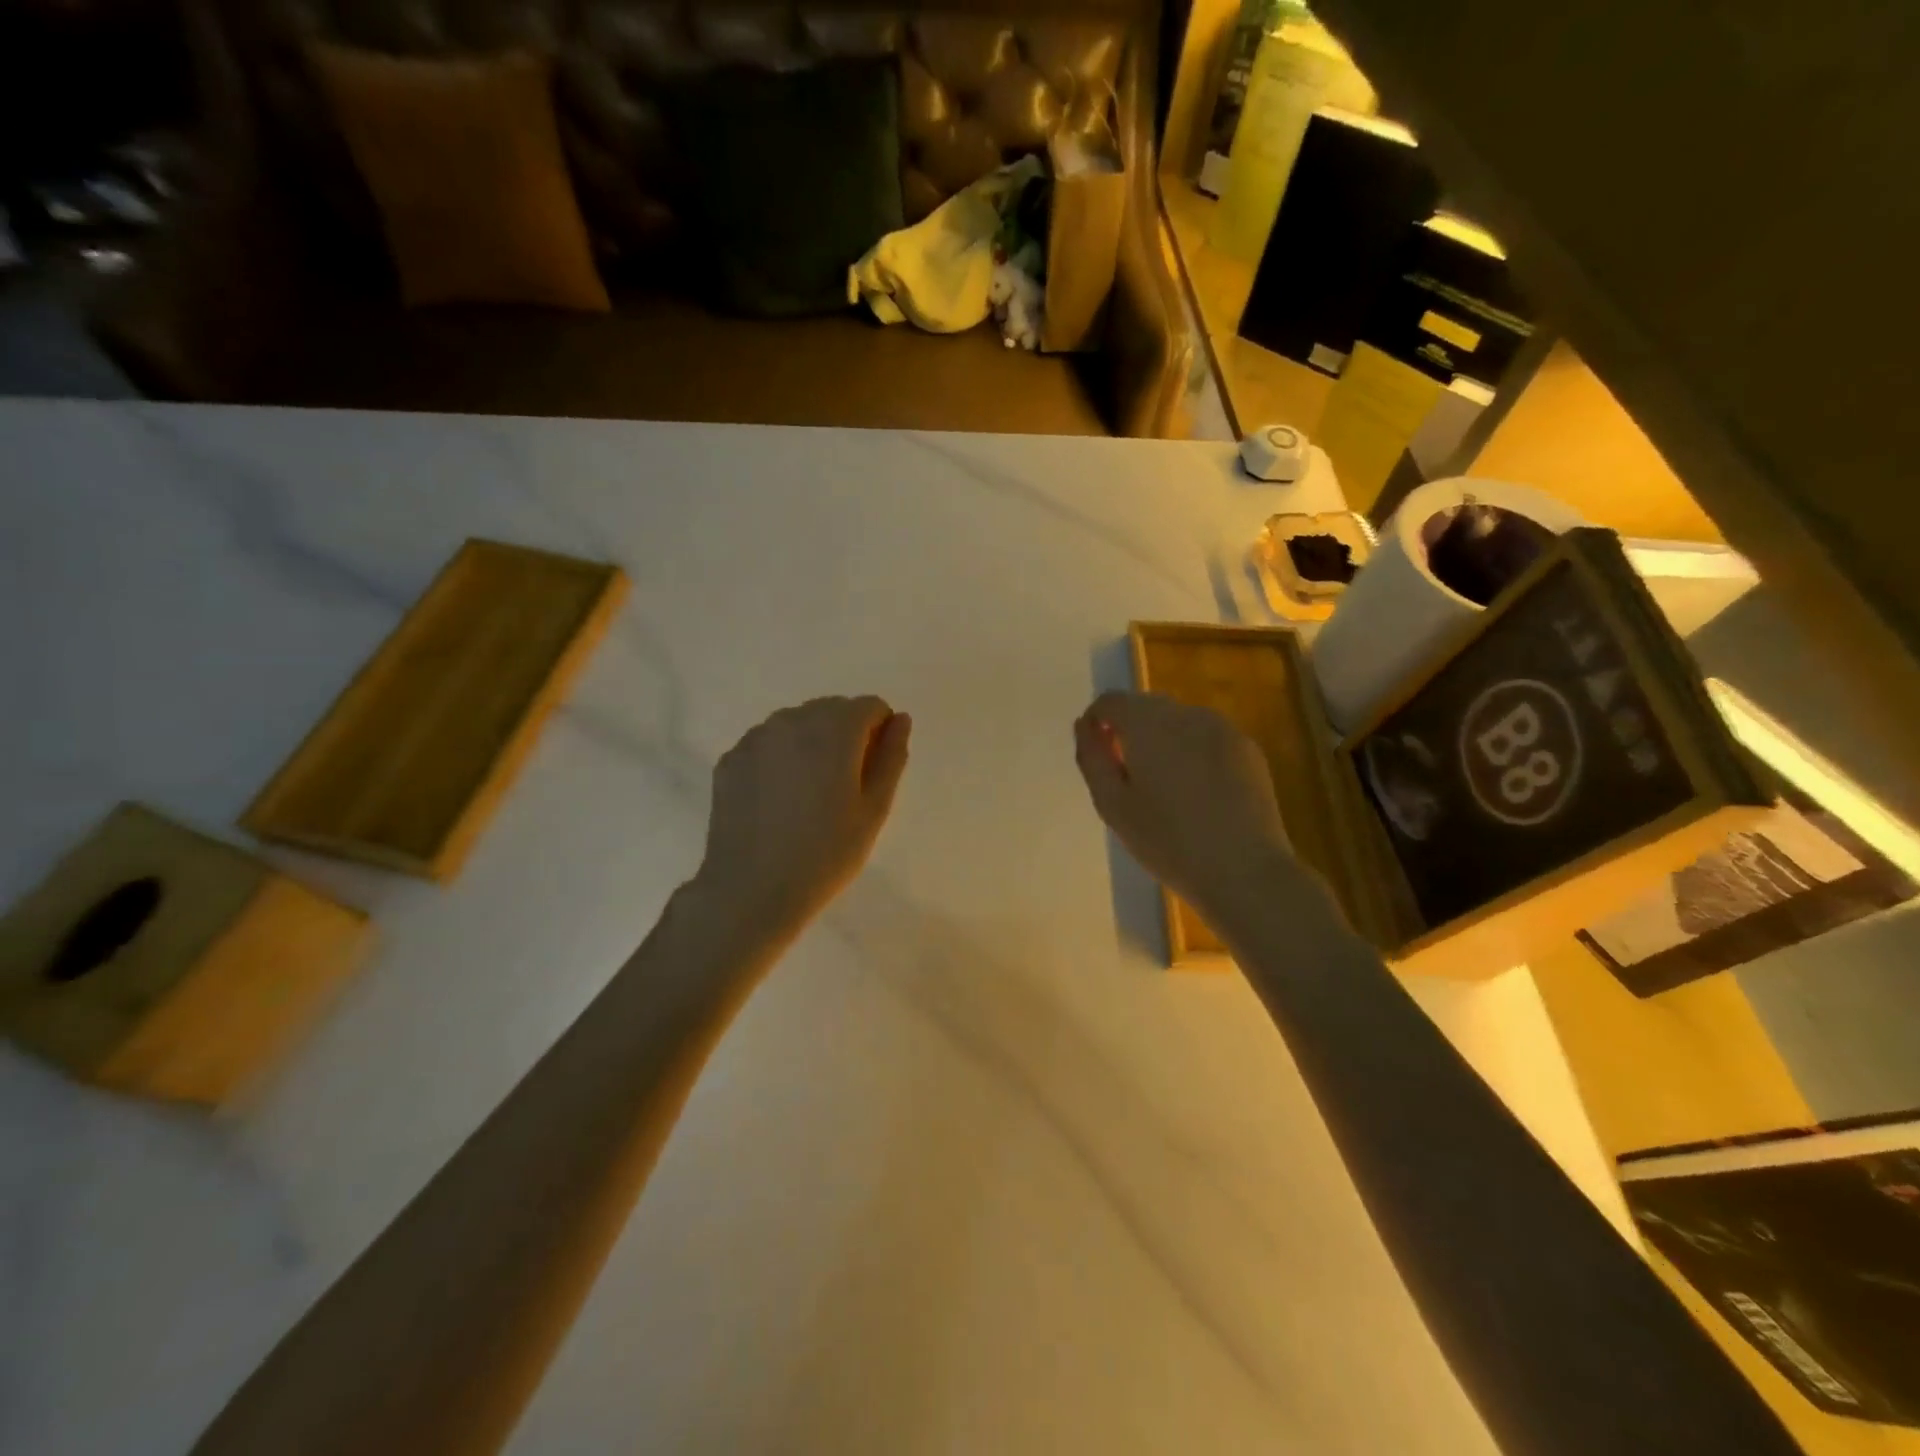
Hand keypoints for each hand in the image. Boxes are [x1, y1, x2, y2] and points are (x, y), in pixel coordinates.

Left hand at [693, 696, 911, 938]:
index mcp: (834, 728)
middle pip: (832, 710)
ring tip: (807, 797)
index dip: (880, 734)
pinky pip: (768, 744)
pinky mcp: (730, 758)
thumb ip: (892, 757)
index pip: (870, 706)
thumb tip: (900, 720)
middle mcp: (792, 719)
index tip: (872, 774)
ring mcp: (755, 737)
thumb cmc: (825, 854)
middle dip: (845, 736)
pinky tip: (777, 802)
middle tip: (842, 790)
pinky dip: (780, 759)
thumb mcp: (874, 810)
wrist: (750, 891)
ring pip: (797, 724)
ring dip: (811, 745)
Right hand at [1074, 691, 1297, 923]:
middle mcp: (1187, 714)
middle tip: (1128, 778)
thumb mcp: (1112, 805)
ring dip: (1163, 740)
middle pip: (1146, 707)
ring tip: (1165, 788)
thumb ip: (1092, 757)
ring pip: (1179, 721)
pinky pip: (1207, 737)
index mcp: (1148, 723)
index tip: (1098, 756)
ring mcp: (1223, 728)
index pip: (1111, 701)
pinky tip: (1198, 793)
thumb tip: (1085, 726)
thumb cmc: (1167, 841)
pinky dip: (1193, 752)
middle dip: (1130, 731)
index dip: (1096, 722)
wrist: (1244, 871)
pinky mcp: (1248, 748)